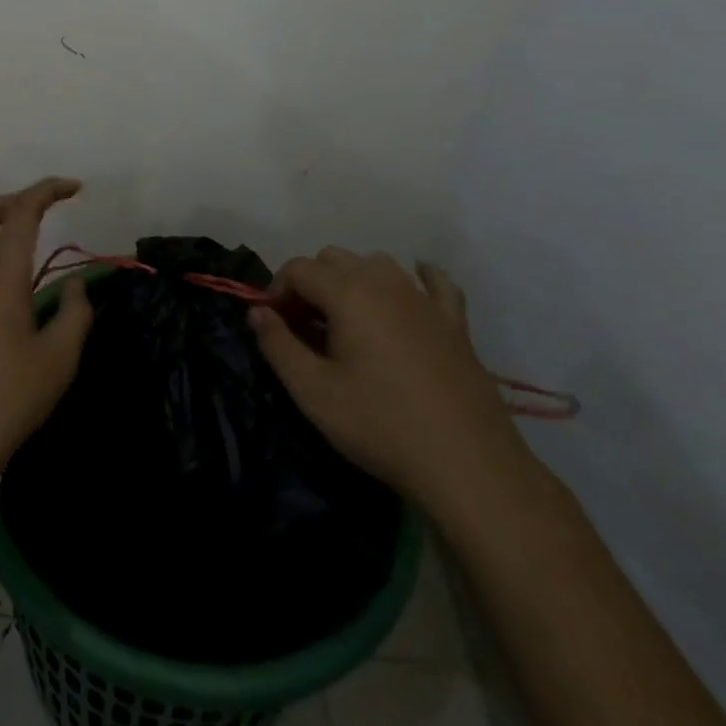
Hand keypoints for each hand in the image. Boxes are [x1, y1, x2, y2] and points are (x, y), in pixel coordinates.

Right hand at [250, 249, 534, 514]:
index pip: (298, 268)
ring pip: (377, 264)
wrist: (469, 466)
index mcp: (348, 293)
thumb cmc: (382, 426)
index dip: (277, 290)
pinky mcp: (455, 322)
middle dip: (311, 284)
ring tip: (347, 321)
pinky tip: (413, 288)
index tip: (273, 325)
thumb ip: (278, 345)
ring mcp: (424, 299)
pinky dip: (418, 278)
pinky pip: (435, 282)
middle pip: (334, 259)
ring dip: (354, 280)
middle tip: (305, 328)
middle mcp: (385, 282)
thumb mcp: (314, 393)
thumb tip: (257, 312)